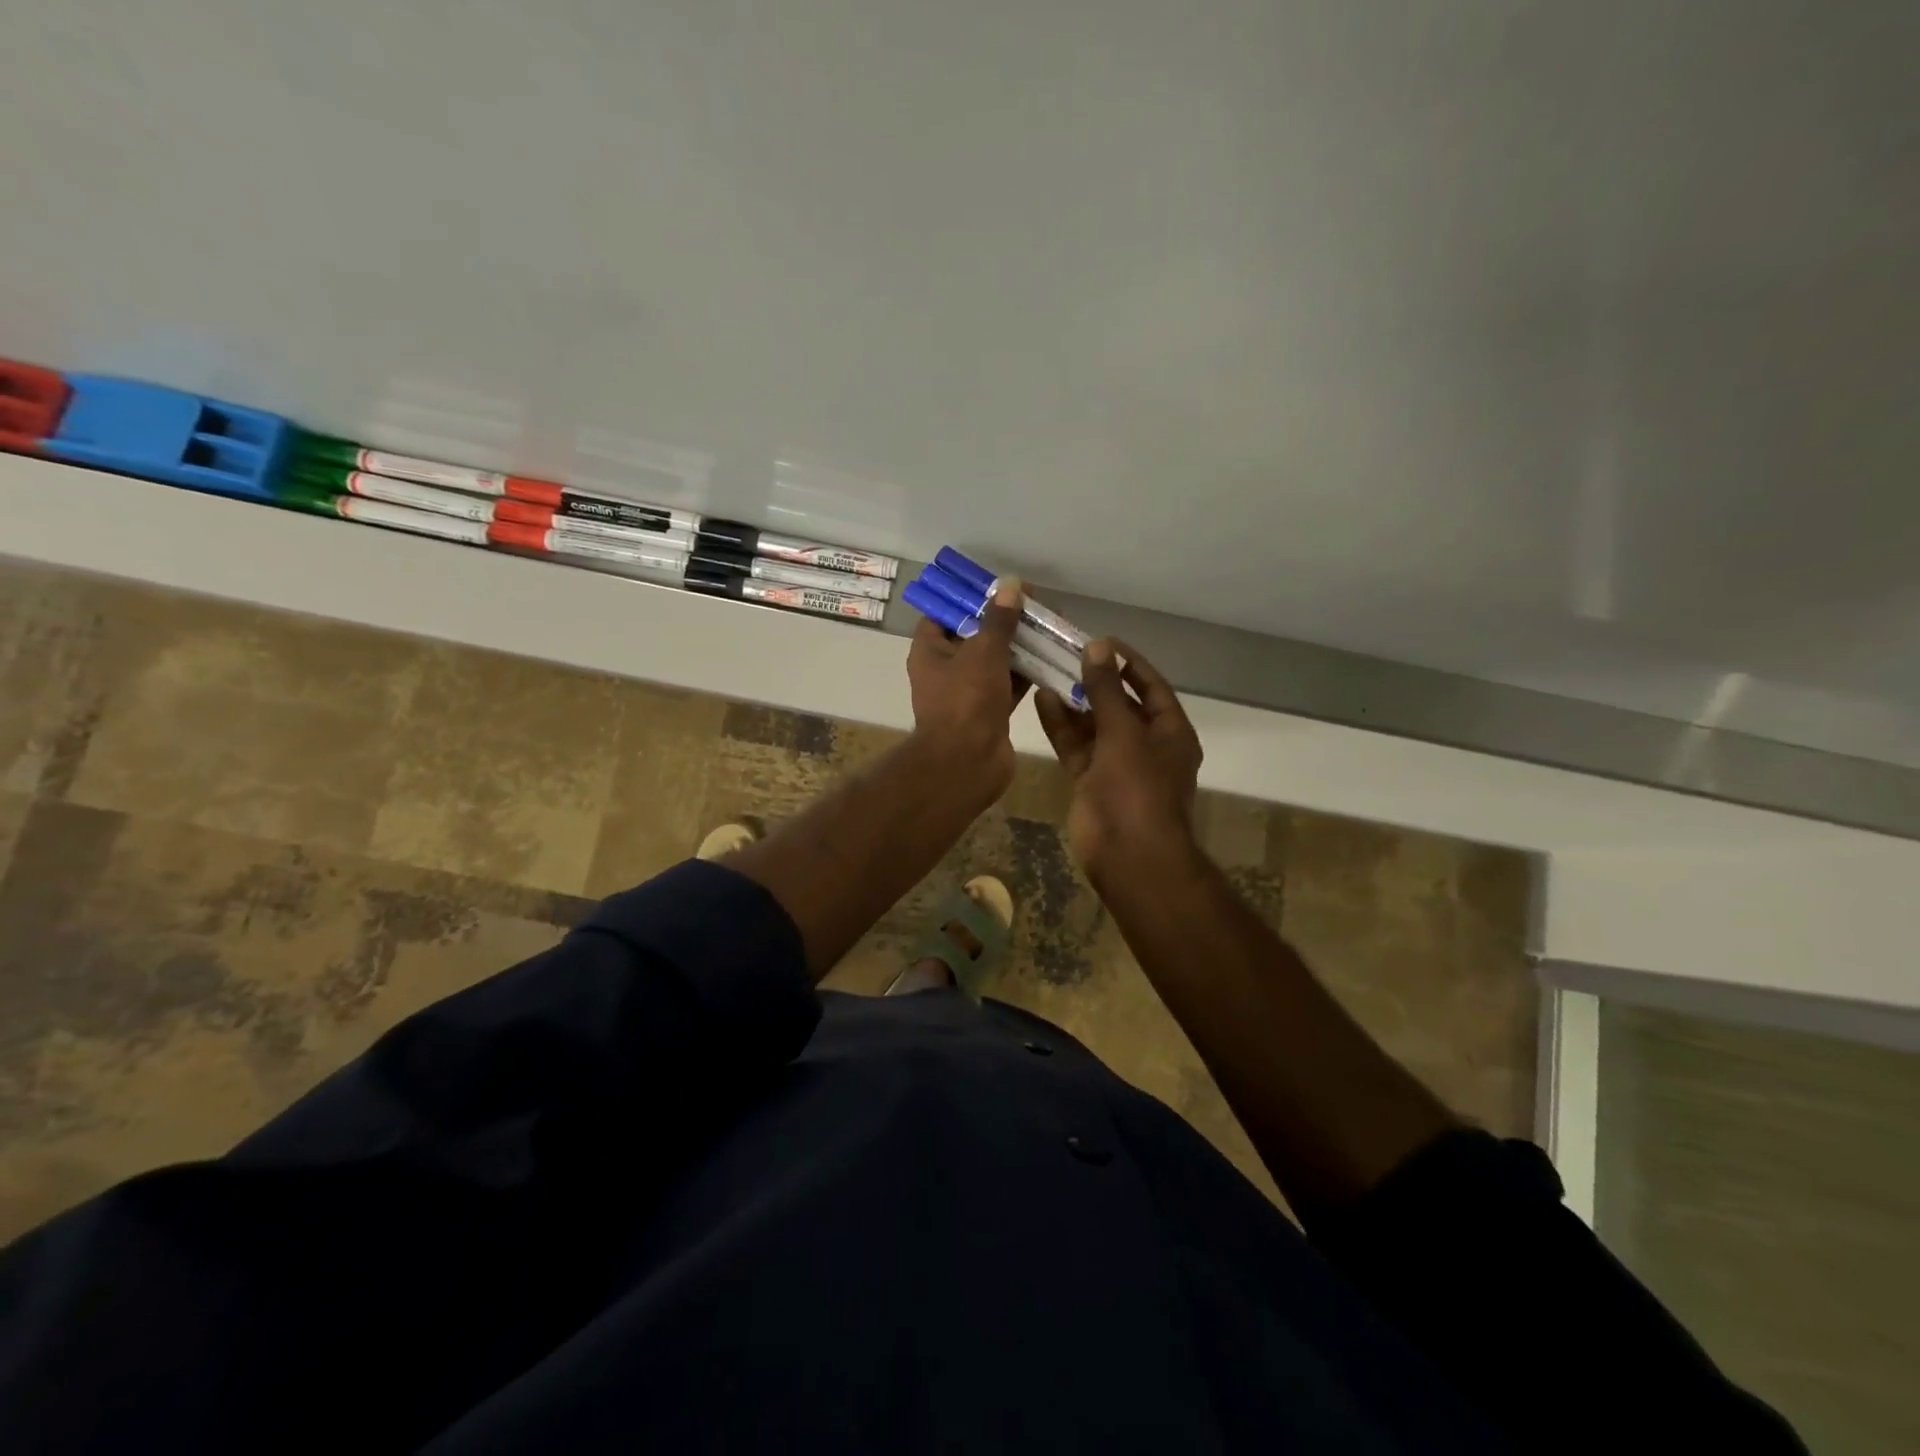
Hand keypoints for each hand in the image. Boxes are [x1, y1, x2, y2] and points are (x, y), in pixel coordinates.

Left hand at [906, 576, 1028, 803]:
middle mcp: (945, 670)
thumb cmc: (967, 701)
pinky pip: (1009, 685)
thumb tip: (1010, 585)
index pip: (945, 614)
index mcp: (930, 651)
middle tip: (1035, 605)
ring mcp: (968, 694)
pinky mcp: (990, 713)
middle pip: (974, 636)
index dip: (970, 598)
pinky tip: (1053, 657)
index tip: (999, 587)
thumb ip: (999, 619)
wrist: (968, 763)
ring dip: (1019, 646)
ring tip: (1050, 626)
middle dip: (1003, 621)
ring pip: (995, 661)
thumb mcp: (984, 652)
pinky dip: (1027, 674)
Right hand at [1034, 639, 1202, 876]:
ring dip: (1074, 702)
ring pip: (1094, 726)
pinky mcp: (1092, 782)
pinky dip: (1062, 727)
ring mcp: (1117, 765)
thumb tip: (1098, 647)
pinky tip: (1042, 701)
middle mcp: (1146, 745)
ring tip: (1047, 671)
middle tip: (1063, 653)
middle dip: (1095, 680)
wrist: (1129, 857)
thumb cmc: (1137, 790)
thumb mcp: (1123, 733)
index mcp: (1170, 731)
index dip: (1127, 662)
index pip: (1150, 685)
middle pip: (1120, 704)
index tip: (1099, 640)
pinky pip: (1077, 748)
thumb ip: (1107, 690)